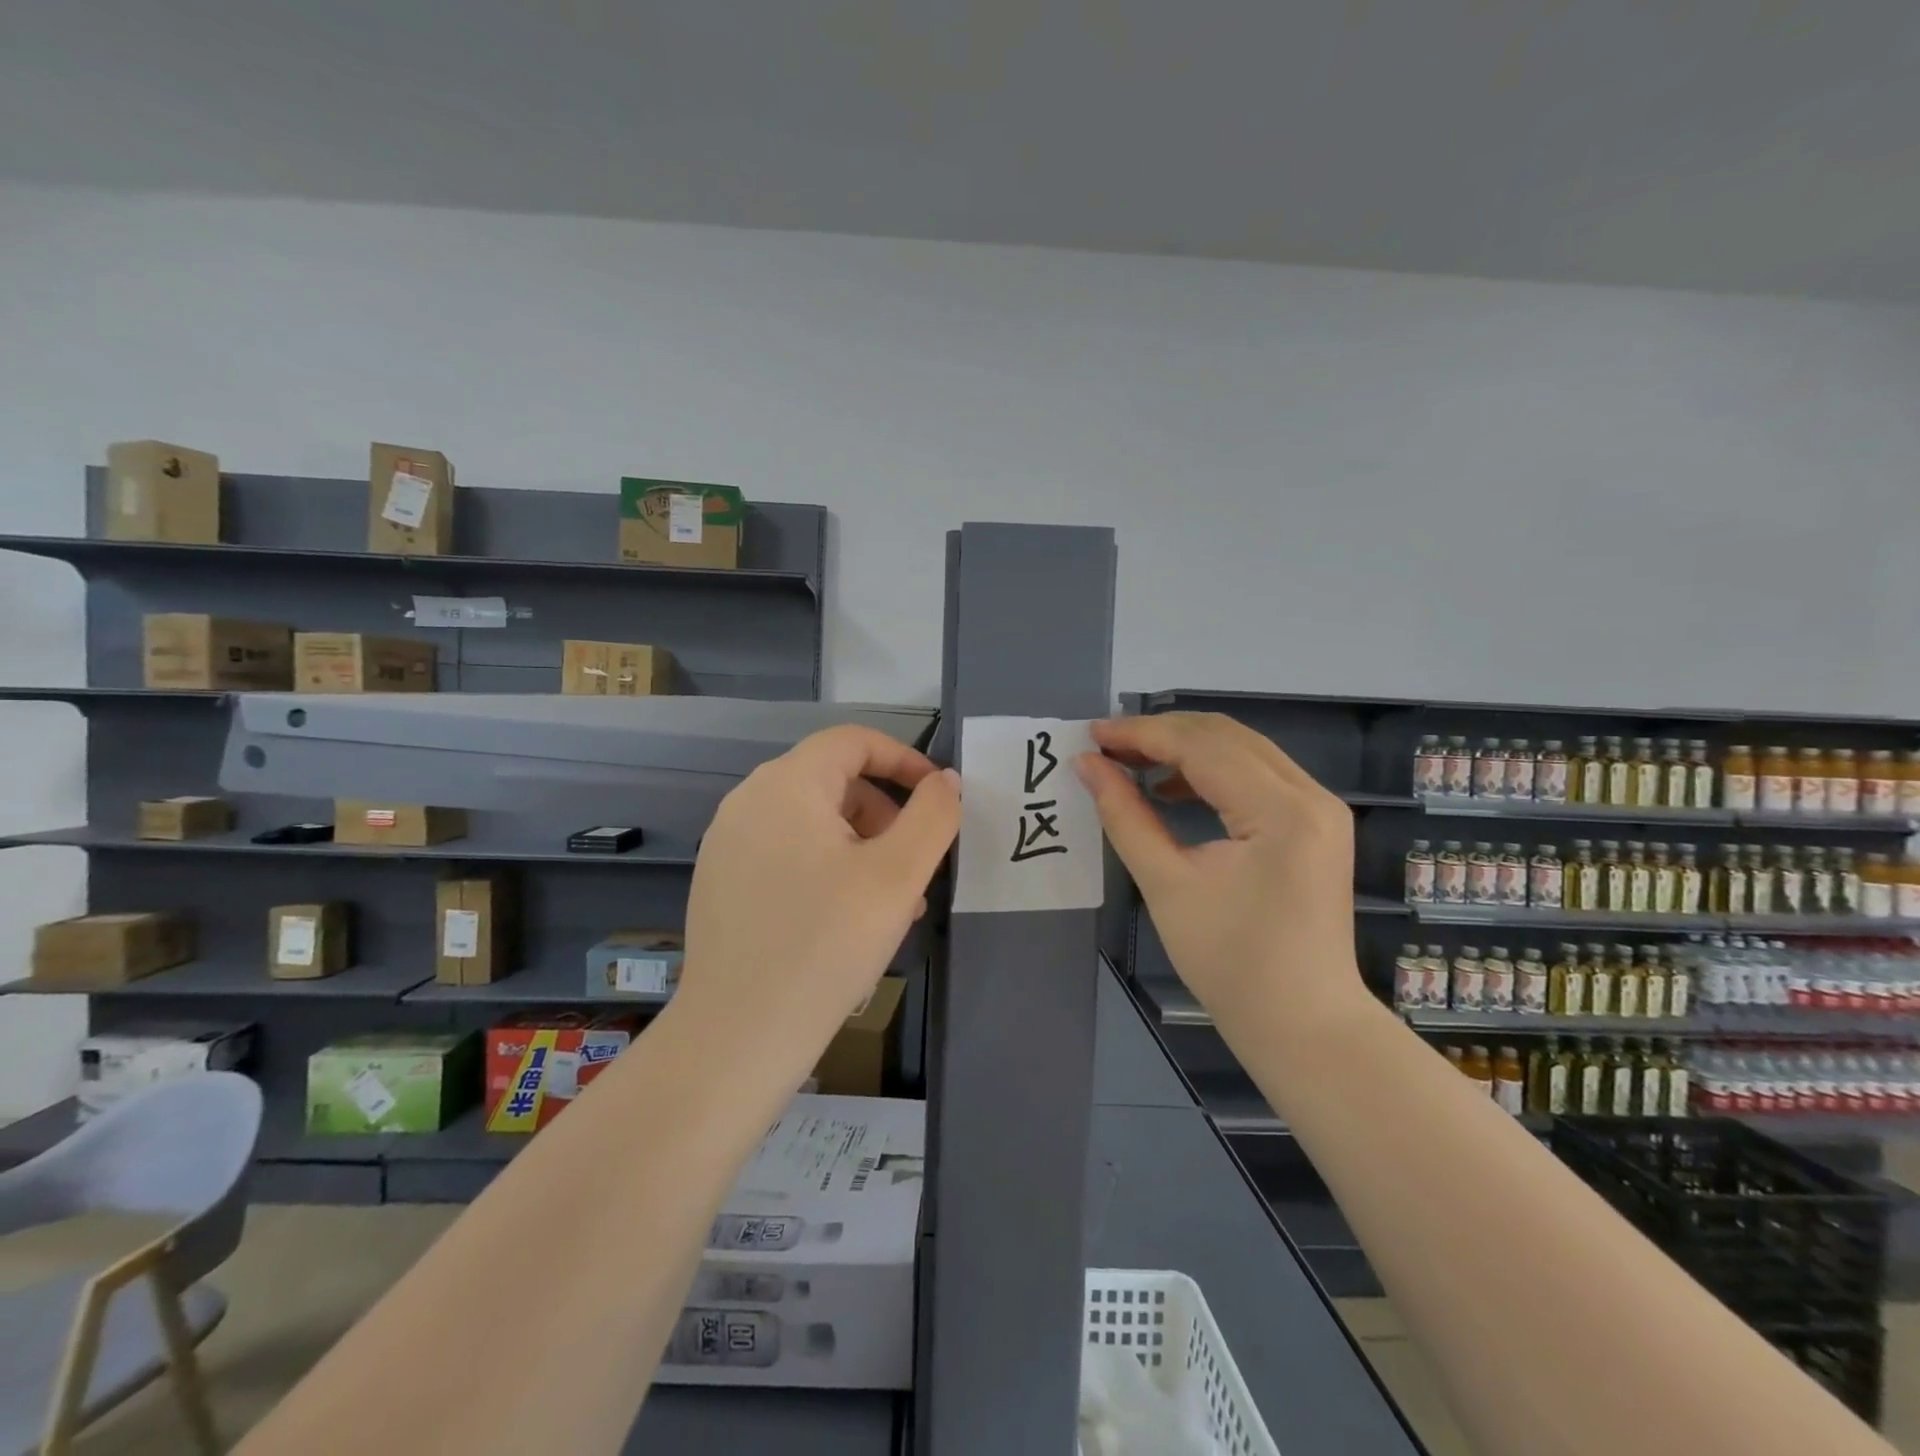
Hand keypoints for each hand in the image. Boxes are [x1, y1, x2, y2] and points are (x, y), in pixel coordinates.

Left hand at [677, 725, 960, 1081]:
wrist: (737, 1038)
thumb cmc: (825, 945)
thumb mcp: (897, 876)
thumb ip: (932, 816)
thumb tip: (945, 781)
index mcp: (786, 785)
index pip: (854, 741)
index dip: (904, 760)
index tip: (939, 798)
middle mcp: (748, 801)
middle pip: (834, 781)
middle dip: (886, 814)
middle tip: (916, 868)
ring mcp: (727, 843)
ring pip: (813, 822)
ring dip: (862, 847)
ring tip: (890, 904)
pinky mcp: (720, 882)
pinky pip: (787, 853)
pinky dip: (827, 868)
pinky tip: (846, 922)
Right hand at [1075, 713, 1366, 1037]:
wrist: (1303, 1025)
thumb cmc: (1230, 963)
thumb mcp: (1166, 884)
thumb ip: (1125, 815)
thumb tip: (1087, 764)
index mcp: (1281, 810)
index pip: (1201, 746)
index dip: (1141, 734)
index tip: (1091, 734)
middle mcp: (1310, 795)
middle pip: (1225, 736)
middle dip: (1161, 734)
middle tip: (1106, 745)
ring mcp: (1319, 808)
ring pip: (1242, 750)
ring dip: (1185, 749)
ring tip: (1131, 764)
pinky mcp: (1315, 824)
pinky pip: (1256, 776)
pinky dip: (1211, 773)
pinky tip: (1171, 789)